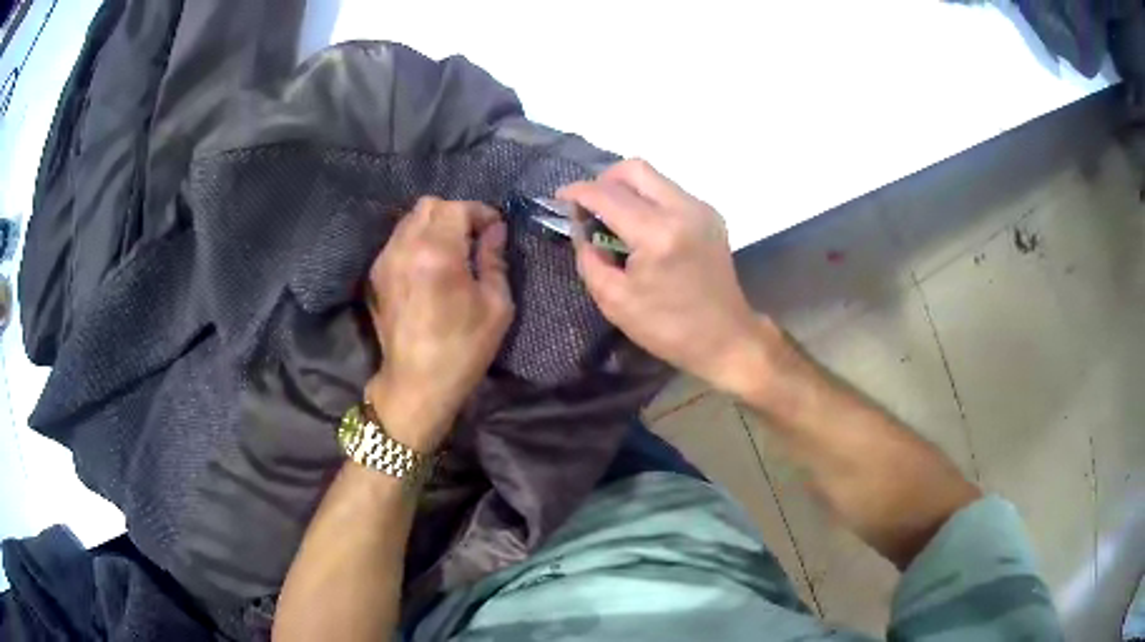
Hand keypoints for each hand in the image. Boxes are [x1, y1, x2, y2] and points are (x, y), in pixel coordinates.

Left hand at [365, 198, 513, 451]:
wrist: (417, 383)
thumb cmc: (463, 348)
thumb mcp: (496, 305)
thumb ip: (494, 259)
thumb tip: (495, 230)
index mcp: (437, 252)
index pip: (458, 208)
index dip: (481, 213)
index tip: (495, 230)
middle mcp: (405, 247)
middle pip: (429, 205)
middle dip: (455, 213)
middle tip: (473, 238)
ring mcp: (386, 259)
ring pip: (410, 220)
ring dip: (434, 225)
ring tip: (451, 250)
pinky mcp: (376, 274)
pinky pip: (398, 240)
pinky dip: (417, 240)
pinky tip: (430, 265)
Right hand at [558, 160, 768, 396]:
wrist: (727, 337)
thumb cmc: (668, 328)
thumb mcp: (614, 300)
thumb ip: (589, 257)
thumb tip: (580, 227)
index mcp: (656, 234)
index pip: (607, 194)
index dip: (577, 191)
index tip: (560, 197)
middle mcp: (682, 210)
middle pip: (634, 169)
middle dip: (603, 180)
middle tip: (589, 206)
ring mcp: (700, 209)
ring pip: (653, 177)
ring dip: (626, 189)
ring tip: (613, 217)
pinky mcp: (711, 215)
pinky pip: (670, 192)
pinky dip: (648, 199)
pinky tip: (641, 227)